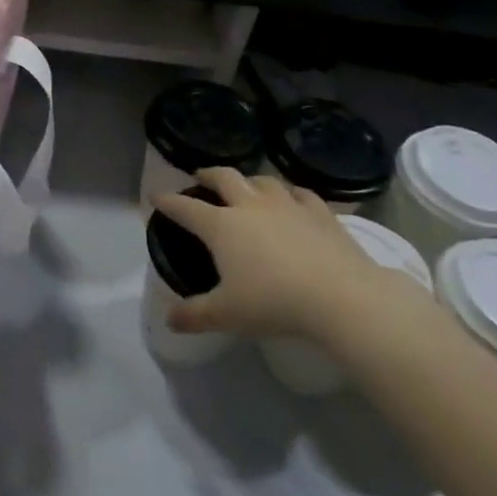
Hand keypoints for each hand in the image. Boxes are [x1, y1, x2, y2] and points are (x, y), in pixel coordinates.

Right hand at [154, 168, 410, 340]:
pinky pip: (300, 193)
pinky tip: (293, 199)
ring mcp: (286, 205)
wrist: (341, 296)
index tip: (155, 196)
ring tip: (246, 186)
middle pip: (223, 178)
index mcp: (222, 226)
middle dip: (208, 175)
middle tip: (200, 177)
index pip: (185, 208)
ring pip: (262, 180)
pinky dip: (290, 193)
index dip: (168, 202)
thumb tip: (168, 320)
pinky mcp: (320, 212)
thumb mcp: (227, 314)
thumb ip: (195, 315)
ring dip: (249, 180)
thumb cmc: (275, 303)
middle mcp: (250, 206)